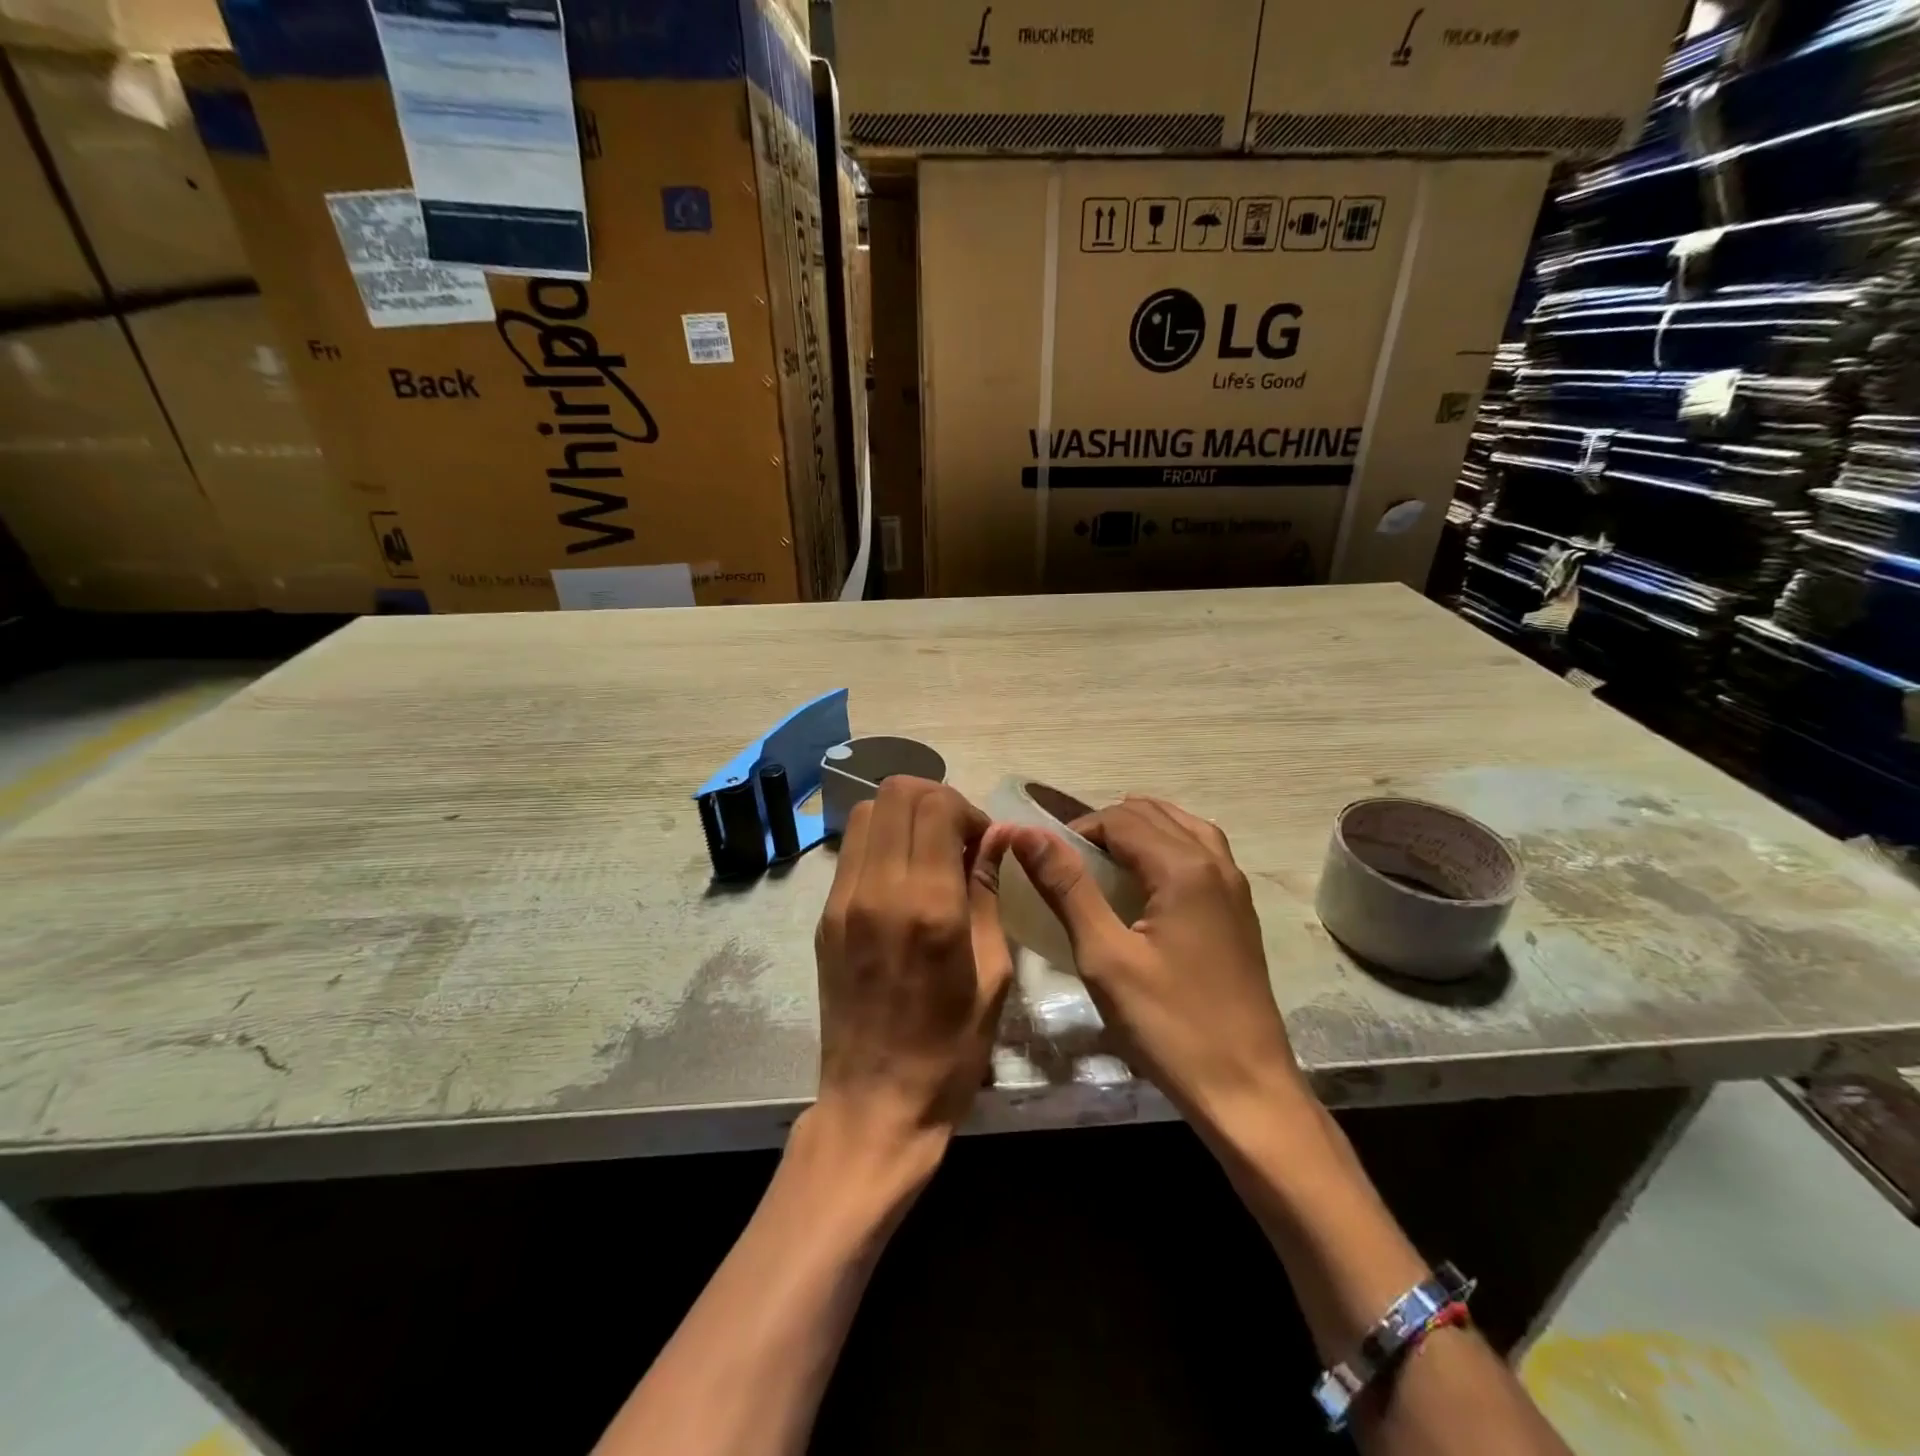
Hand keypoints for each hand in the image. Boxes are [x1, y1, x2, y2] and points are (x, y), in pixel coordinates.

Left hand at [811, 777, 1013, 1172]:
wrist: (875, 1104)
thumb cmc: (950, 1049)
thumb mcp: (993, 972)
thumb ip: (989, 892)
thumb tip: (996, 837)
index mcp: (928, 906)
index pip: (935, 805)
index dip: (967, 809)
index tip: (983, 842)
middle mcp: (878, 890)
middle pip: (895, 793)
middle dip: (935, 800)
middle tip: (958, 840)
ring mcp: (842, 901)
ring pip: (866, 812)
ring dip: (904, 816)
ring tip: (929, 854)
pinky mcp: (824, 916)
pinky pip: (852, 849)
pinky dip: (881, 842)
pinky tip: (903, 878)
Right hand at [1006, 796, 1305, 1121]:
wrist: (1246, 1090)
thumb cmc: (1168, 1024)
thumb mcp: (1105, 956)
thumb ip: (1067, 887)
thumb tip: (1027, 833)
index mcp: (1184, 868)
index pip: (1120, 819)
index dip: (1077, 831)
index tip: (1046, 863)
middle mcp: (1215, 863)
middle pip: (1152, 815)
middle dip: (1105, 826)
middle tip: (1068, 863)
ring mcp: (1234, 886)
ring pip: (1182, 827)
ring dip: (1139, 830)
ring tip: (1103, 860)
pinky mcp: (1239, 911)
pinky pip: (1202, 852)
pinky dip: (1168, 846)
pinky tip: (1148, 879)